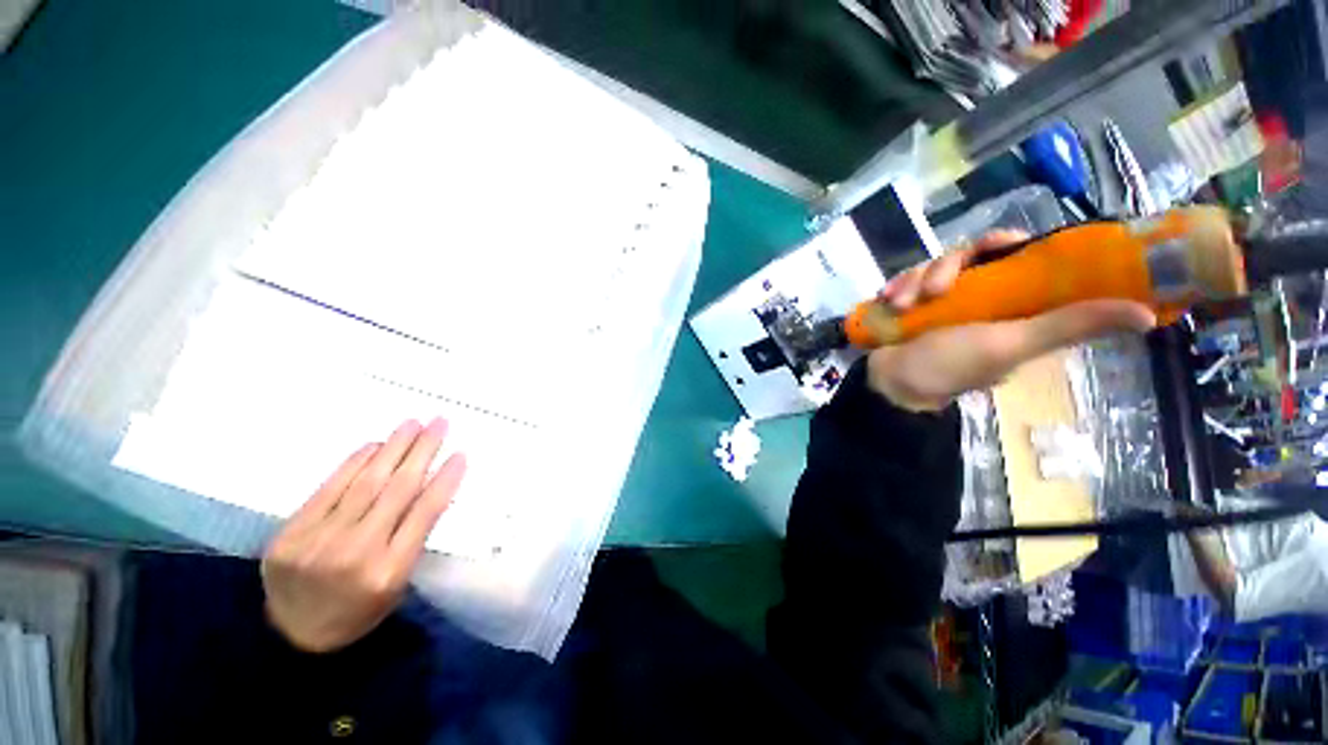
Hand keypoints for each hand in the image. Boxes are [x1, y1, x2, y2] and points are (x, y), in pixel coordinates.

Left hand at [262, 418, 466, 652]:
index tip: (460, 454)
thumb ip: (412, 538)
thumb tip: (427, 487)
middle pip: (397, 490)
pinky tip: (374, 446)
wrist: (293, 638)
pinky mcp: (291, 533)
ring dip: (393, 448)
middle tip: (439, 423)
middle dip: (422, 451)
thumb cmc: (360, 610)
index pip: (425, 513)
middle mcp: (356, 552)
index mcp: (390, 571)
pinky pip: (329, 488)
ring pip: (365, 483)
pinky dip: (354, 463)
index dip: (445, 479)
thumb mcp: (398, 584)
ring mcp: (319, 541)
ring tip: (412, 424)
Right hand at [867, 230, 1156, 411]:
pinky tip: (889, 300)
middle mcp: (977, 296)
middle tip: (933, 290)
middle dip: (947, 267)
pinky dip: (897, 287)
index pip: (1018, 257)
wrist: (889, 382)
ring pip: (933, 265)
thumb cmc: (950, 366)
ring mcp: (939, 299)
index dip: (1009, 244)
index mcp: (1010, 303)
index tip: (999, 243)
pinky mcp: (910, 301)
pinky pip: (906, 279)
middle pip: (969, 256)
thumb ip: (1068, 325)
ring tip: (903, 305)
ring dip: (915, 281)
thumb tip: (1145, 314)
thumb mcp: (1011, 344)